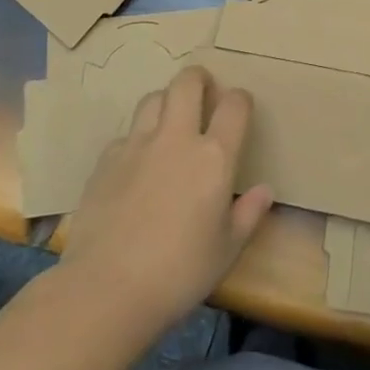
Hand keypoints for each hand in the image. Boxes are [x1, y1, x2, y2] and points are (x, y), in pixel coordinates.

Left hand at [60, 66, 273, 331]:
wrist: (105, 289)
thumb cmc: (178, 272)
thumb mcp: (226, 249)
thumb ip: (248, 214)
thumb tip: (264, 191)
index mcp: (214, 156)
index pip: (235, 105)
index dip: (241, 100)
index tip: (240, 109)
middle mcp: (176, 139)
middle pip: (187, 82)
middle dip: (199, 79)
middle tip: (204, 94)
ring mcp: (136, 146)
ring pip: (153, 98)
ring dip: (166, 101)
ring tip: (170, 122)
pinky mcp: (105, 161)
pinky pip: (126, 134)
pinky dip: (137, 138)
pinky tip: (137, 163)